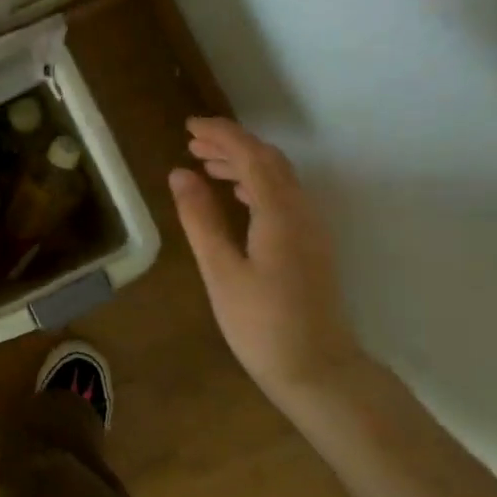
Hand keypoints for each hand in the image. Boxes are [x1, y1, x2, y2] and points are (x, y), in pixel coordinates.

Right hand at [169, 117, 363, 399]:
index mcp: (279, 213)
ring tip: (204, 165)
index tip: (189, 127)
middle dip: (231, 144)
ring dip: (243, 163)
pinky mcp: (310, 245)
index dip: (222, 135)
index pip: (251, 156)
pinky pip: (283, 196)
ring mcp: (311, 228)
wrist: (317, 369)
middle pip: (269, 160)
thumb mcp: (220, 271)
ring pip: (278, 178)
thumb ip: (200, 218)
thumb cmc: (261, 324)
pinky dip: (255, 184)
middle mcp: (301, 211)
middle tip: (191, 142)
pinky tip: (235, 195)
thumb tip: (180, 174)